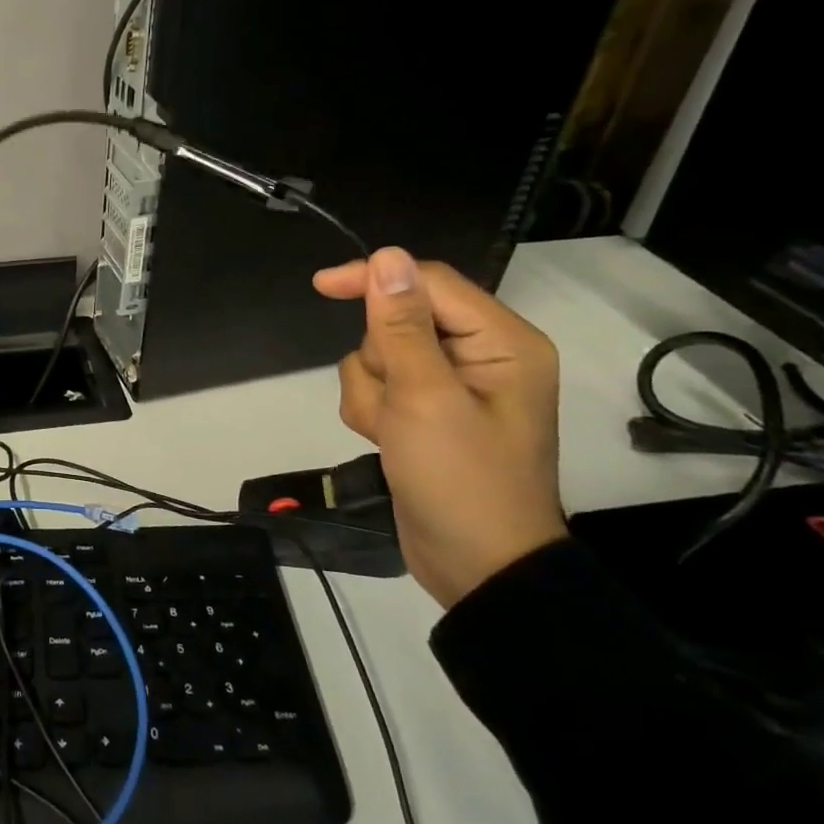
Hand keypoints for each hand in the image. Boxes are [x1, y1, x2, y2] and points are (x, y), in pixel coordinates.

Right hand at [314, 248, 565, 607]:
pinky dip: (372, 412)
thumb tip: (386, 256)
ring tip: (393, 433)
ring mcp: (449, 386)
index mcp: (501, 342)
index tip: (321, 285)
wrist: (475, 566)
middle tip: (396, 404)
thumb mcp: (425, 397)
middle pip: (397, 321)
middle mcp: (479, 355)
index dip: (374, 279)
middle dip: (380, 361)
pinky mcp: (424, 412)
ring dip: (372, 393)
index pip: (428, 282)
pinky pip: (378, 387)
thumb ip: (400, 325)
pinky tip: (388, 442)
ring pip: (378, 356)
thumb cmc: (460, 479)